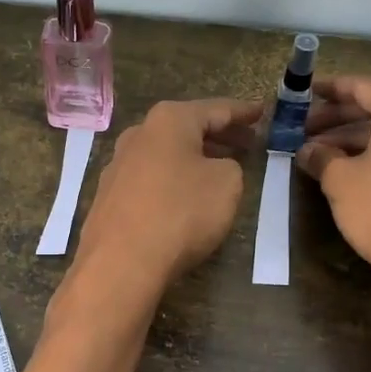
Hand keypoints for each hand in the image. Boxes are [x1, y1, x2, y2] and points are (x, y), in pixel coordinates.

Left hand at [75, 98, 262, 292]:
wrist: (121, 262)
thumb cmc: (180, 213)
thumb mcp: (227, 184)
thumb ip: (229, 166)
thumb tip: (211, 169)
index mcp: (168, 121)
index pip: (215, 109)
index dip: (242, 111)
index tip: (261, 111)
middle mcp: (138, 135)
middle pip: (186, 129)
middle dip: (219, 135)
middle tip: (247, 141)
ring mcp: (118, 166)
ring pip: (166, 154)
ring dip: (194, 157)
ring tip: (219, 167)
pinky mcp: (109, 197)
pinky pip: (150, 179)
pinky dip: (173, 179)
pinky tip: (184, 195)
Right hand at [296, 76, 370, 311]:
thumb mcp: (341, 181)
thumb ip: (321, 158)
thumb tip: (308, 151)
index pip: (364, 86)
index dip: (331, 88)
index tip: (305, 92)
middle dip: (339, 118)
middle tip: (305, 129)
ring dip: (355, 139)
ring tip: (321, 154)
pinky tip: (352, 173)